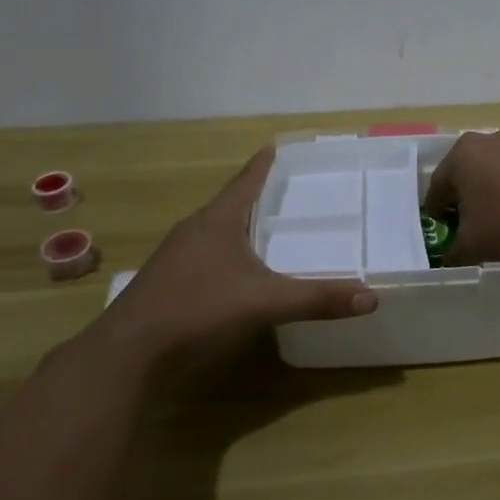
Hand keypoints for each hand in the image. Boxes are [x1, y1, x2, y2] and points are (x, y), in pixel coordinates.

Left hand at [97, 149, 376, 363]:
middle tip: (291, 193)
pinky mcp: (167, 281)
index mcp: (217, 220)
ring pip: (216, 230)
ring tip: (271, 230)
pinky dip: (228, 253)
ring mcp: (176, 256)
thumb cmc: (198, 310)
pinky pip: (205, 254)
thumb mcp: (265, 303)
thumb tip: (371, 298)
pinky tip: (240, 272)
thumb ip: (317, 299)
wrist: (128, 353)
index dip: (264, 164)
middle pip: (232, 203)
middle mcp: (194, 229)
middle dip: (259, 196)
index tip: (277, 146)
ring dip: (241, 226)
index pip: (246, 180)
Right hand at [422, 129, 499, 266]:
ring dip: (487, 192)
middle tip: (466, 225)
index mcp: (460, 156)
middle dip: (462, 199)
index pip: (437, 188)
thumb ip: (452, 252)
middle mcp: (485, 141)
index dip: (437, 213)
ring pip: (490, 171)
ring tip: (495, 219)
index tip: (443, 231)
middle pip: (463, 174)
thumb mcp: (471, 246)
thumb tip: (449, 257)